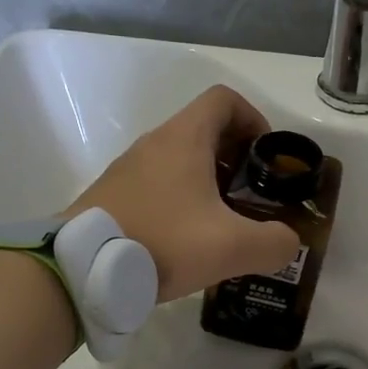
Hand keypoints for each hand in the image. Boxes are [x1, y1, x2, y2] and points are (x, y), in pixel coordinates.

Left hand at [67, 86, 301, 300]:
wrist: (81, 269)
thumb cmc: (162, 242)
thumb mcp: (231, 247)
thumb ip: (274, 243)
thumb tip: (286, 242)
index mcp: (184, 139)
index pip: (224, 99)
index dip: (253, 118)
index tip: (264, 157)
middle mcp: (154, 143)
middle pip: (203, 129)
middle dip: (235, 156)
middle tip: (250, 195)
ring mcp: (128, 168)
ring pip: (178, 158)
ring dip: (206, 180)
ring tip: (220, 223)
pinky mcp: (112, 194)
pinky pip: (156, 183)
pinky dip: (179, 198)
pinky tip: (184, 239)